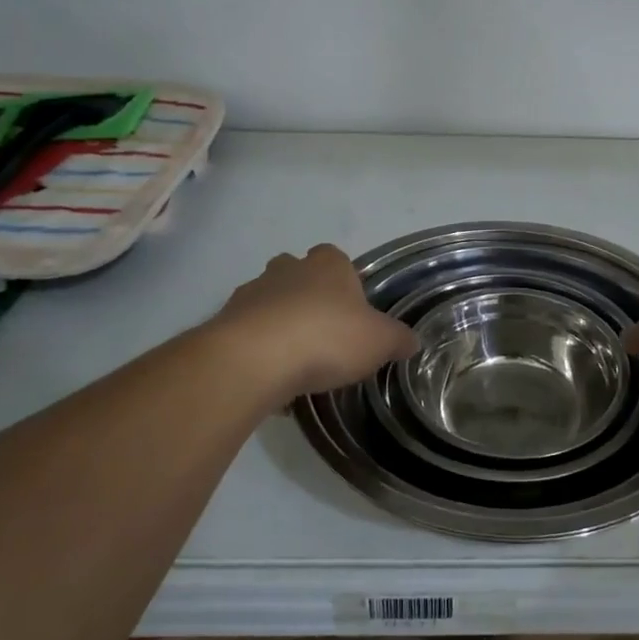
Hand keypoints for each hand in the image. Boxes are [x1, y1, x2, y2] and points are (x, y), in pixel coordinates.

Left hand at [210, 244, 416, 405]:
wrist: (255, 359)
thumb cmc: (327, 337)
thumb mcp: (380, 342)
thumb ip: (398, 339)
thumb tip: (412, 341)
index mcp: (328, 264)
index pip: (337, 258)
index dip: (345, 282)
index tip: (351, 311)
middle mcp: (288, 269)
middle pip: (298, 275)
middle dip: (308, 298)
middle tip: (324, 334)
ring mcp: (252, 293)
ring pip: (270, 303)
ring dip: (280, 324)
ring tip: (296, 363)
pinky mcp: (226, 322)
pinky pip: (249, 334)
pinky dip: (259, 351)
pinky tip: (272, 380)